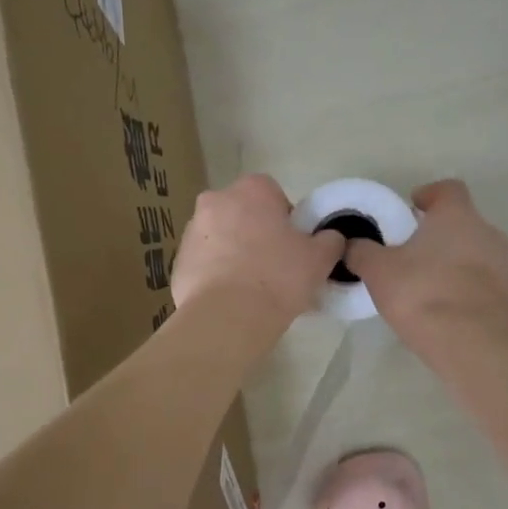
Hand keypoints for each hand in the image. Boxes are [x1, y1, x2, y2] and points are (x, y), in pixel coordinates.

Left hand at [172, 174, 344, 328]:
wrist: (226, 318)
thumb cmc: (277, 278)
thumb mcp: (319, 258)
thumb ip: (330, 240)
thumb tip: (330, 238)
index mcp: (251, 190)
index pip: (274, 194)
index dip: (286, 220)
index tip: (294, 247)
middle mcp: (215, 200)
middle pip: (243, 214)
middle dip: (257, 233)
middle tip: (275, 267)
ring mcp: (191, 231)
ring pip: (221, 237)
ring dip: (234, 253)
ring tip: (252, 288)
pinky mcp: (177, 261)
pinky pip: (204, 263)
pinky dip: (216, 274)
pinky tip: (231, 299)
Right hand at [345, 180, 507, 346]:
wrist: (474, 345)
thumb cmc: (422, 295)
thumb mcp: (378, 272)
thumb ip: (362, 252)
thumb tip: (352, 244)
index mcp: (457, 217)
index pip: (448, 189)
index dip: (429, 195)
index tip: (412, 209)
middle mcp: (488, 233)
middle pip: (464, 223)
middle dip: (440, 233)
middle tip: (413, 253)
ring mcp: (506, 266)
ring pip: (478, 254)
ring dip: (456, 263)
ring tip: (430, 286)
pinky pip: (488, 285)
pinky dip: (470, 290)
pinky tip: (450, 311)